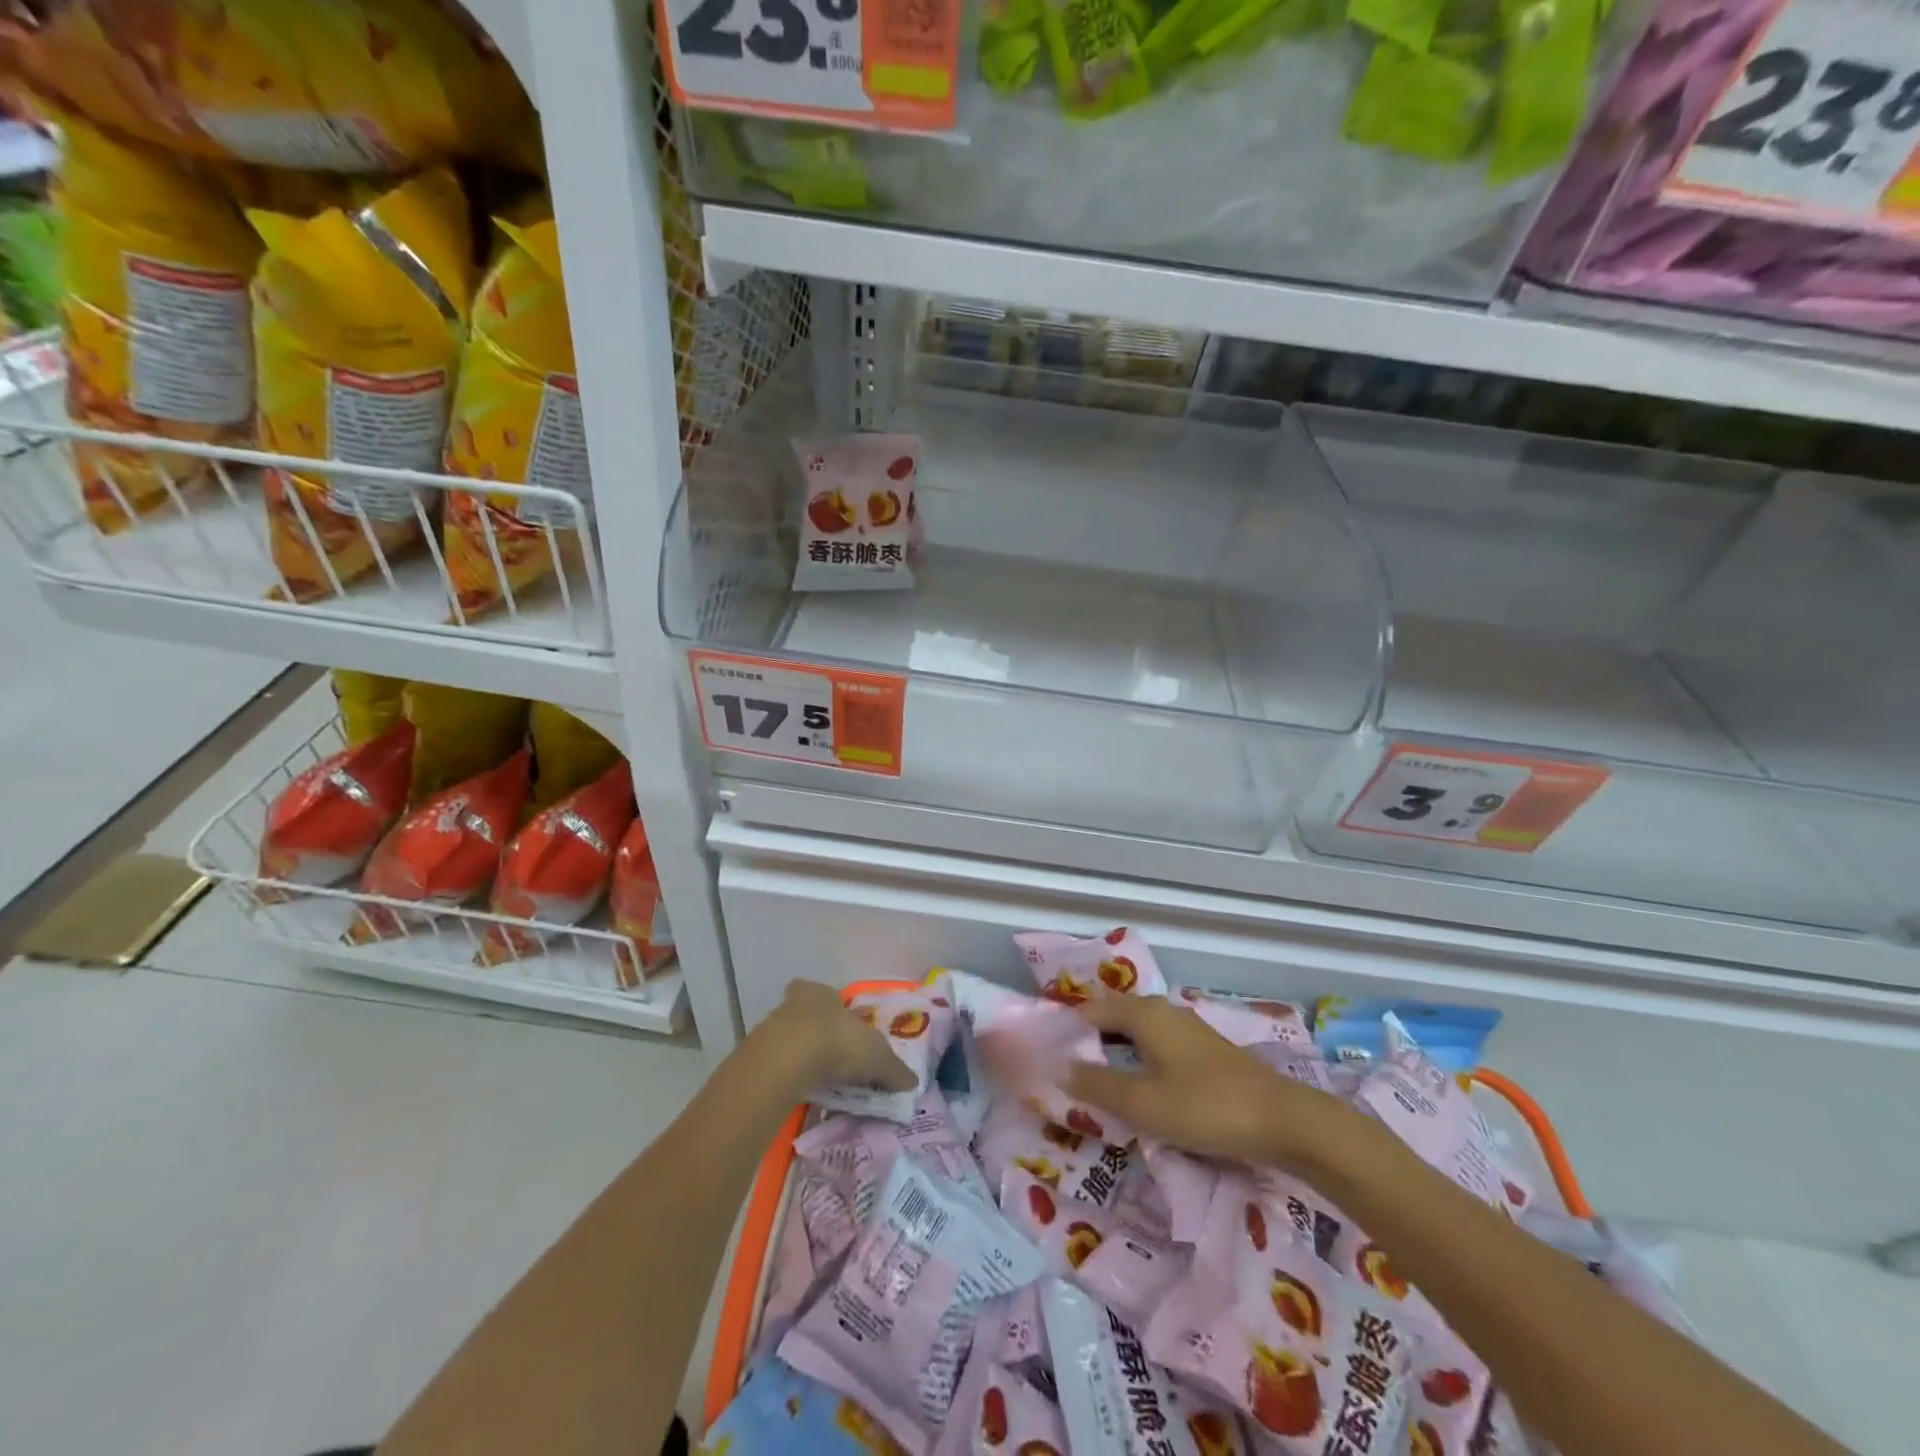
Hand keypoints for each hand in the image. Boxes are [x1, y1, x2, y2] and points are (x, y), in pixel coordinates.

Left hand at [757, 980, 916, 1094]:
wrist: (788, 1059)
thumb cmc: (838, 1042)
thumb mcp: (878, 1057)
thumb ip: (894, 1070)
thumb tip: (912, 1082)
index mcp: (824, 993)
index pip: (829, 996)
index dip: (837, 1011)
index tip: (845, 1029)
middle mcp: (796, 1003)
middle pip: (807, 1014)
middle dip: (818, 1032)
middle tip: (831, 1055)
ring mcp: (772, 1027)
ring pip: (790, 1038)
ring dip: (801, 1055)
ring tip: (818, 1079)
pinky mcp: (757, 1055)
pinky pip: (778, 1064)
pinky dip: (788, 1075)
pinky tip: (800, 1091)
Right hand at [1063, 995, 1362, 1169]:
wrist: (1282, 1121)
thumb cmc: (1204, 1106)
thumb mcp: (1141, 1102)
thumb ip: (1096, 1085)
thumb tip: (1057, 1068)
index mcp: (1144, 1014)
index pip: (1091, 1010)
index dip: (1066, 1028)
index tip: (1044, 1052)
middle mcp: (1163, 1012)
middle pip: (1114, 1018)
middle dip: (1088, 1040)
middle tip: (1063, 1070)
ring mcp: (1187, 1031)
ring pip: (1137, 1034)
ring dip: (1113, 1053)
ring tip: (1094, 1082)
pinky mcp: (1204, 1053)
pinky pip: (1156, 1048)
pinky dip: (1137, 1062)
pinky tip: (1138, 1088)